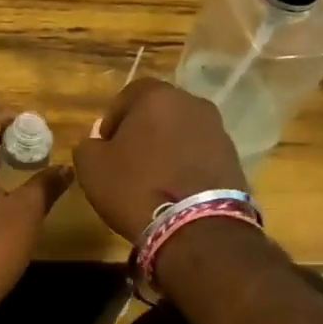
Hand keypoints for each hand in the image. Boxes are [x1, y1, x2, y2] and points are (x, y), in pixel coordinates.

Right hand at [72, 78, 247, 241]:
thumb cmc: (137, 187)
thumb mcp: (92, 167)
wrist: (198, 228)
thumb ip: (88, 145)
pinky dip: (187, 165)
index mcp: (157, 96)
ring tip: (153, 179)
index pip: (128, 95)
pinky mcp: (234, 158)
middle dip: (143, 131)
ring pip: (182, 132)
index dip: (113, 120)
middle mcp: (192, 103)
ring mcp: (218, 130)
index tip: (105, 147)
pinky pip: (200, 154)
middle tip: (128, 161)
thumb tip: (98, 141)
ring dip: (167, 148)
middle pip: (159, 111)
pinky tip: (175, 190)